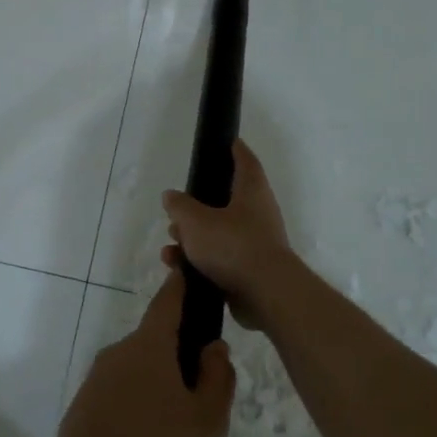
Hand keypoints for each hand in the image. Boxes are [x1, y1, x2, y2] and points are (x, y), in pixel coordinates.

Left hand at [53, 272, 234, 436]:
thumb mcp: (207, 419)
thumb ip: (218, 377)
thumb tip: (214, 347)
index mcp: (149, 345)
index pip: (168, 302)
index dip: (181, 286)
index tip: (188, 272)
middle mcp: (119, 351)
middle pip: (154, 341)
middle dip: (177, 357)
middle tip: (200, 395)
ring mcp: (97, 377)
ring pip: (137, 370)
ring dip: (157, 386)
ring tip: (175, 429)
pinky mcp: (84, 403)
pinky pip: (119, 393)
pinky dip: (136, 405)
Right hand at [160, 139, 295, 327]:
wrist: (266, 294)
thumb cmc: (233, 245)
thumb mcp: (195, 221)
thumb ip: (180, 206)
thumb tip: (171, 196)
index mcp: (251, 191)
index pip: (245, 160)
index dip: (234, 149)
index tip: (225, 141)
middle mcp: (257, 213)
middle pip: (225, 200)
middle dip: (198, 205)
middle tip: (176, 207)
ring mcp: (254, 243)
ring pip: (218, 232)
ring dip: (193, 236)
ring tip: (171, 241)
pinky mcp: (248, 270)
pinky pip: (219, 258)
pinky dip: (198, 260)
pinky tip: (176, 266)